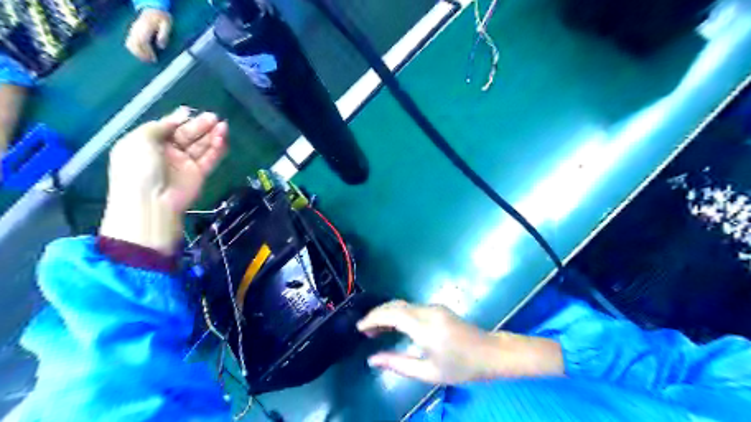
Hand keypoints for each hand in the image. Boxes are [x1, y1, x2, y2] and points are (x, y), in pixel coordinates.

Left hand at [101, 108, 227, 252]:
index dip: (180, 119)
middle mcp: (167, 152)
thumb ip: (160, 125)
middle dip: (200, 126)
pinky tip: (222, 139)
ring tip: (222, 126)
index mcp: (148, 143)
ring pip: (201, 146)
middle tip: (214, 117)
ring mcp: (184, 164)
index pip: (168, 128)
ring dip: (212, 136)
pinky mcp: (199, 174)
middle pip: (187, 135)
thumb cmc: (138, 168)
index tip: (192, 112)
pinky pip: (209, 159)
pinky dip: (217, 149)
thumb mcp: (140, 140)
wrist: (151, 202)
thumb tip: (179, 116)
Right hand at [126, 8, 172, 61]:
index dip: (147, 52)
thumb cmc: (162, 18)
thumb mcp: (166, 25)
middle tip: (151, 61)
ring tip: (147, 59)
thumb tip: (161, 46)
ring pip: (129, 43)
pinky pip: (129, 41)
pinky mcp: (133, 31)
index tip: (154, 59)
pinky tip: (143, 54)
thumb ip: (164, 35)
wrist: (154, 9)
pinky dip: (135, 49)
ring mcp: (133, 30)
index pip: (142, 42)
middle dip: (142, 55)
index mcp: (145, 28)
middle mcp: (137, 29)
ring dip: (137, 53)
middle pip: (133, 44)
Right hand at [357, 300, 563, 385]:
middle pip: (395, 305)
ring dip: (387, 313)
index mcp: (425, 327)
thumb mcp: (427, 372)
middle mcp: (427, 311)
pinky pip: (411, 307)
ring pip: (403, 304)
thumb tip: (372, 360)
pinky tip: (394, 326)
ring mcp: (433, 307)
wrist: (490, 353)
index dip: (373, 318)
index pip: (392, 314)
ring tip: (375, 331)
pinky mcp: (437, 308)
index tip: (359, 327)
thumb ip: (397, 364)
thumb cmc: (460, 367)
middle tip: (365, 331)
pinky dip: (398, 314)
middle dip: (377, 314)